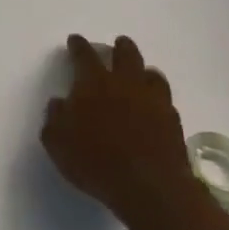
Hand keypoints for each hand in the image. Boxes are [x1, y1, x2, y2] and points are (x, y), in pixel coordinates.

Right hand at [41, 35, 208, 229]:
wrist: (149, 188)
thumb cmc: (95, 161)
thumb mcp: (57, 142)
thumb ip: (55, 118)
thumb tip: (59, 103)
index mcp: (93, 83)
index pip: (84, 55)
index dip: (78, 45)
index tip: (75, 40)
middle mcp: (125, 84)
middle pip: (126, 54)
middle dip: (120, 47)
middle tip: (117, 44)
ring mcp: (154, 101)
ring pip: (152, 73)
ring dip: (143, 70)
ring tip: (140, 74)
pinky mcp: (173, 122)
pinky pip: (165, 99)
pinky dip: (158, 97)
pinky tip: (154, 106)